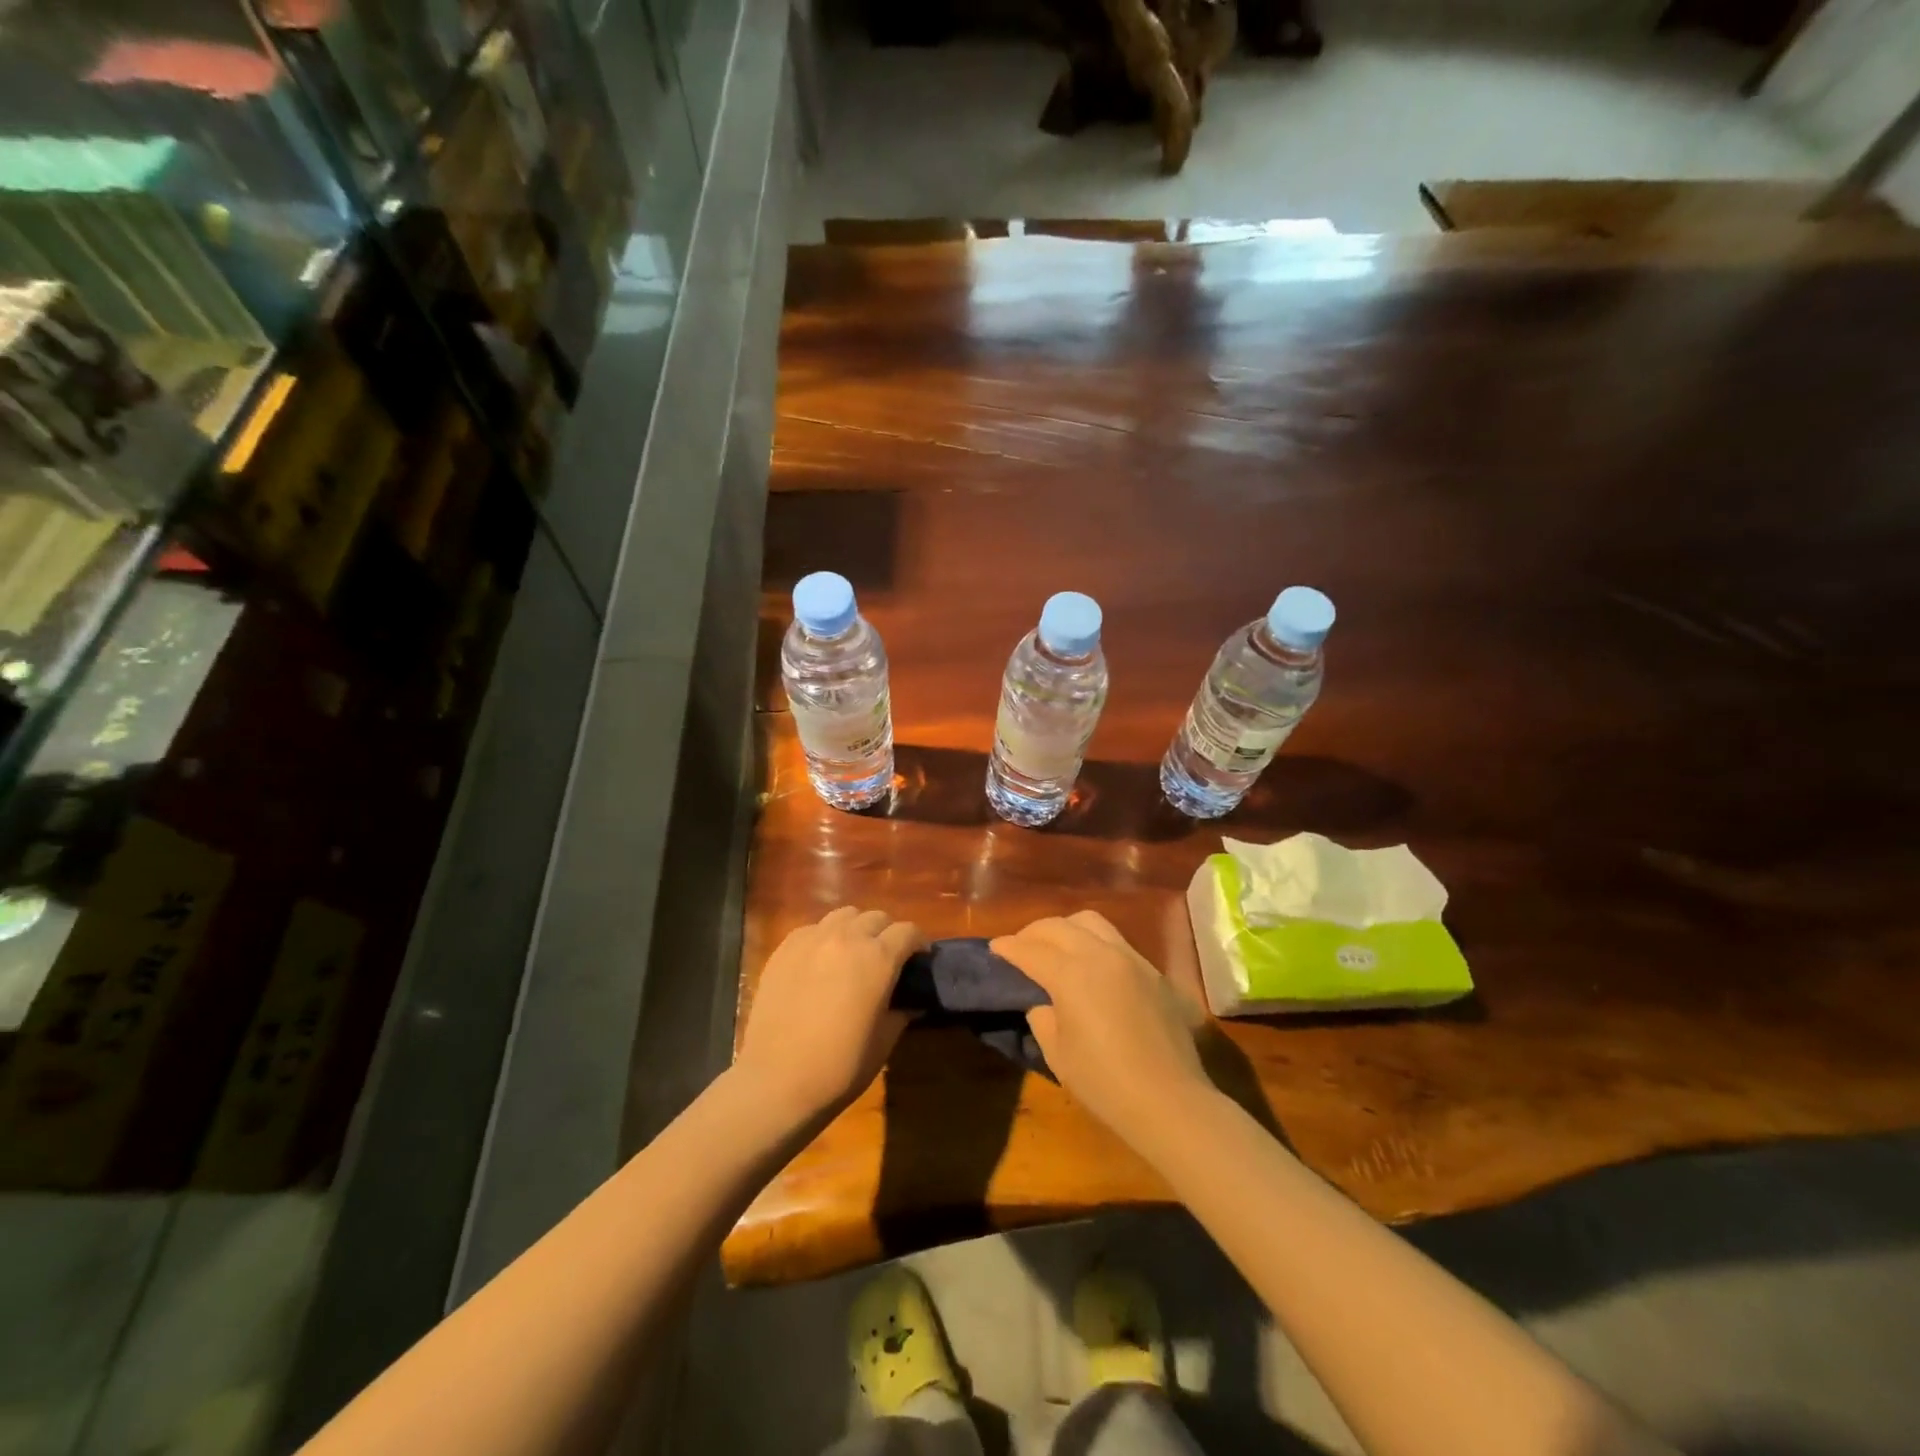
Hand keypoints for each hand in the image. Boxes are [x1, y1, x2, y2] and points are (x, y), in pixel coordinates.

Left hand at [736, 906, 926, 1121]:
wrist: (776, 1080)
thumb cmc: (839, 1067)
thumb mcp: (883, 1043)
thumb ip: (901, 1013)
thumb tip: (912, 1002)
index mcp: (878, 958)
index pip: (907, 931)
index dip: (918, 943)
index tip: (919, 959)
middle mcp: (847, 938)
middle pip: (876, 917)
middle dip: (887, 933)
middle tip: (886, 958)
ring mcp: (812, 939)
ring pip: (844, 915)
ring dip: (856, 929)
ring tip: (852, 953)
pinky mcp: (785, 948)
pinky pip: (813, 929)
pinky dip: (825, 937)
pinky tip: (821, 961)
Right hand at [991, 911, 1212, 1150]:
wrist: (1170, 1101)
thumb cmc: (1105, 1083)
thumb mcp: (1057, 1054)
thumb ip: (1042, 1018)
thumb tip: (1043, 1003)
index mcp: (1071, 974)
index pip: (1031, 950)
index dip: (1008, 948)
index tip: (995, 948)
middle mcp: (1101, 954)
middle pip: (1059, 926)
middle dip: (1034, 932)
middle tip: (1020, 946)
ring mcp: (1132, 959)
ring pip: (1092, 922)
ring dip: (1066, 928)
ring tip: (1056, 947)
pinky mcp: (1154, 972)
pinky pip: (1117, 942)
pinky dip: (1094, 943)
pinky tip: (1092, 967)